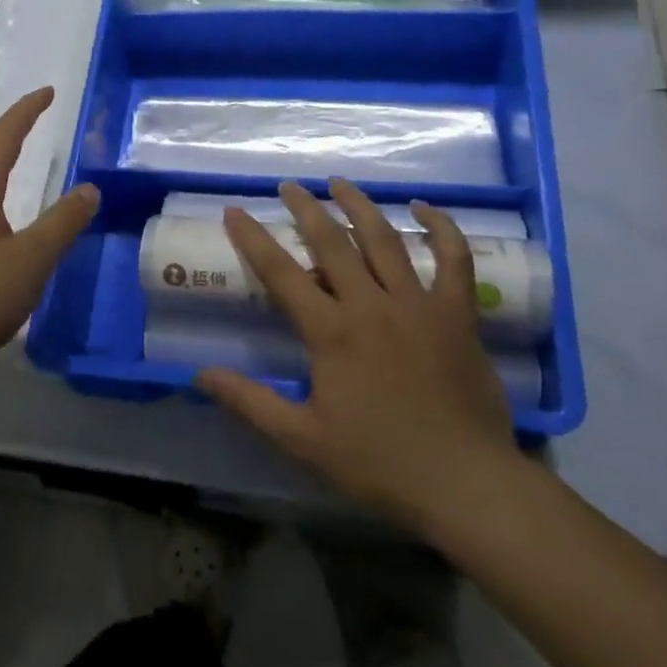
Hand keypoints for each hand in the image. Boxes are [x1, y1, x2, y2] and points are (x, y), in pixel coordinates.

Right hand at [197, 179, 519, 537]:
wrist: (466, 484)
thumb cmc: (379, 463)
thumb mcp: (302, 439)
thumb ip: (250, 402)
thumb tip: (201, 373)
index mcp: (332, 332)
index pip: (281, 274)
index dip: (254, 240)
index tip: (235, 211)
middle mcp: (371, 305)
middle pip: (332, 243)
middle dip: (305, 209)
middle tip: (289, 185)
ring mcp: (418, 304)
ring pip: (384, 240)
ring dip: (359, 206)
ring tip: (340, 182)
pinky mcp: (457, 314)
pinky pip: (454, 260)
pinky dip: (442, 229)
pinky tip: (425, 208)